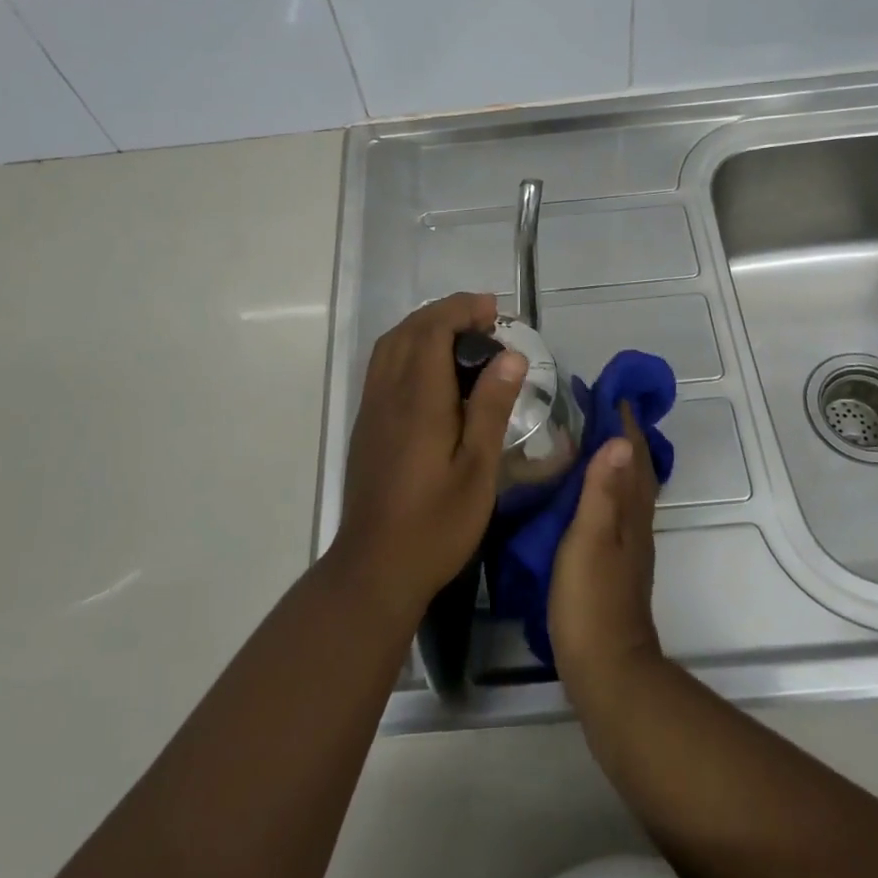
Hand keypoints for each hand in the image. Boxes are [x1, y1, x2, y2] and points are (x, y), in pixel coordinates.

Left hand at [333, 292, 526, 622]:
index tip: (495, 311)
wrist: (375, 567)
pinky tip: (432, 370)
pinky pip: (383, 366)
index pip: (432, 329)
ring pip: (391, 345)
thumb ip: (491, 407)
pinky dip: (408, 348)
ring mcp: (371, 409)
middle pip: (409, 330)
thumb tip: (511, 356)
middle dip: (446, 312)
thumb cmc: (436, 523)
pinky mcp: (366, 425)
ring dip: (423, 327)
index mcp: (418, 399)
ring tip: (461, 336)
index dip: (462, 310)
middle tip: (485, 320)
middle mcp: (388, 393)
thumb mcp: (478, 469)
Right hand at [549, 403, 664, 694]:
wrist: (606, 668)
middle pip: (636, 468)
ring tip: (589, 439)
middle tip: (597, 407)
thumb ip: (601, 492)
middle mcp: (635, 522)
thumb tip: (619, 439)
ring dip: (616, 459)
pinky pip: (615, 508)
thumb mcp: (590, 540)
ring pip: (627, 489)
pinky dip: (606, 487)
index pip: (633, 454)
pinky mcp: (615, 563)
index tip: (611, 390)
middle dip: (623, 435)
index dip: (625, 422)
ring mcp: (627, 544)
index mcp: (630, 512)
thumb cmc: (592, 600)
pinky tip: (586, 492)